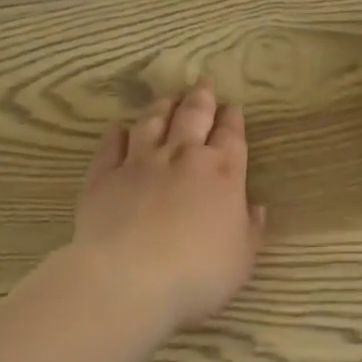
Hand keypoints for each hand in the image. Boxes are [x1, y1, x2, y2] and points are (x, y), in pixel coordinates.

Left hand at [71, 80, 267, 332]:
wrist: (129, 278)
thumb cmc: (198, 272)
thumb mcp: (242, 258)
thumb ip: (251, 230)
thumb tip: (257, 208)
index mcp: (223, 173)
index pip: (231, 136)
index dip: (233, 119)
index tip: (232, 107)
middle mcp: (183, 157)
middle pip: (194, 117)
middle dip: (201, 98)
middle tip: (203, 82)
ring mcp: (141, 163)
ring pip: (153, 122)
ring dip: (162, 107)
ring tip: (168, 97)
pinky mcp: (105, 176)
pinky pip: (112, 146)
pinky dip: (117, 134)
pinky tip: (119, 127)